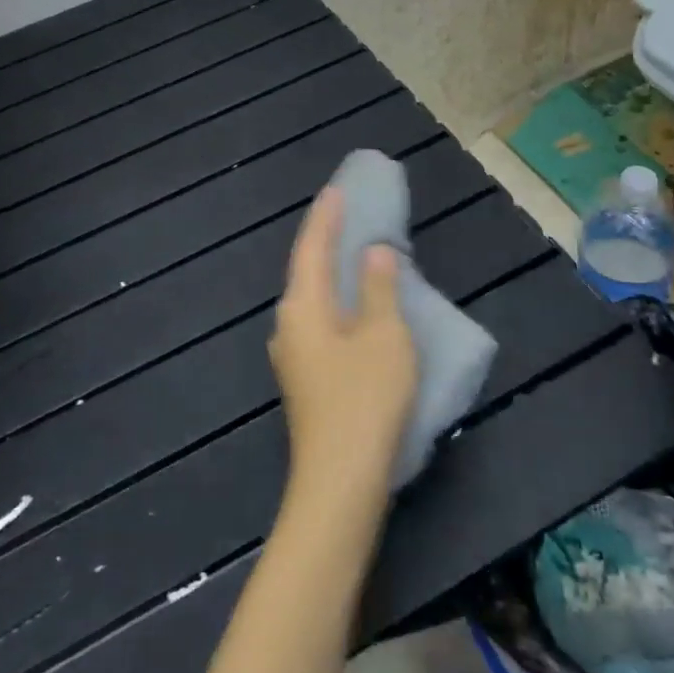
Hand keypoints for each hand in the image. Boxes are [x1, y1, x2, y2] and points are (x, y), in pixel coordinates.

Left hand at [269, 186, 416, 502]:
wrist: (339, 484)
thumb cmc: (364, 400)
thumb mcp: (384, 337)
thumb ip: (379, 289)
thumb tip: (373, 252)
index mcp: (303, 307)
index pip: (312, 247)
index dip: (326, 216)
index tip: (337, 189)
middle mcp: (289, 326)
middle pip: (308, 271)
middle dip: (327, 242)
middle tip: (351, 215)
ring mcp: (295, 357)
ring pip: (315, 300)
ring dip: (335, 275)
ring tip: (359, 256)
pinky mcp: (308, 381)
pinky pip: (323, 324)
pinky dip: (341, 304)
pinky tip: (361, 309)